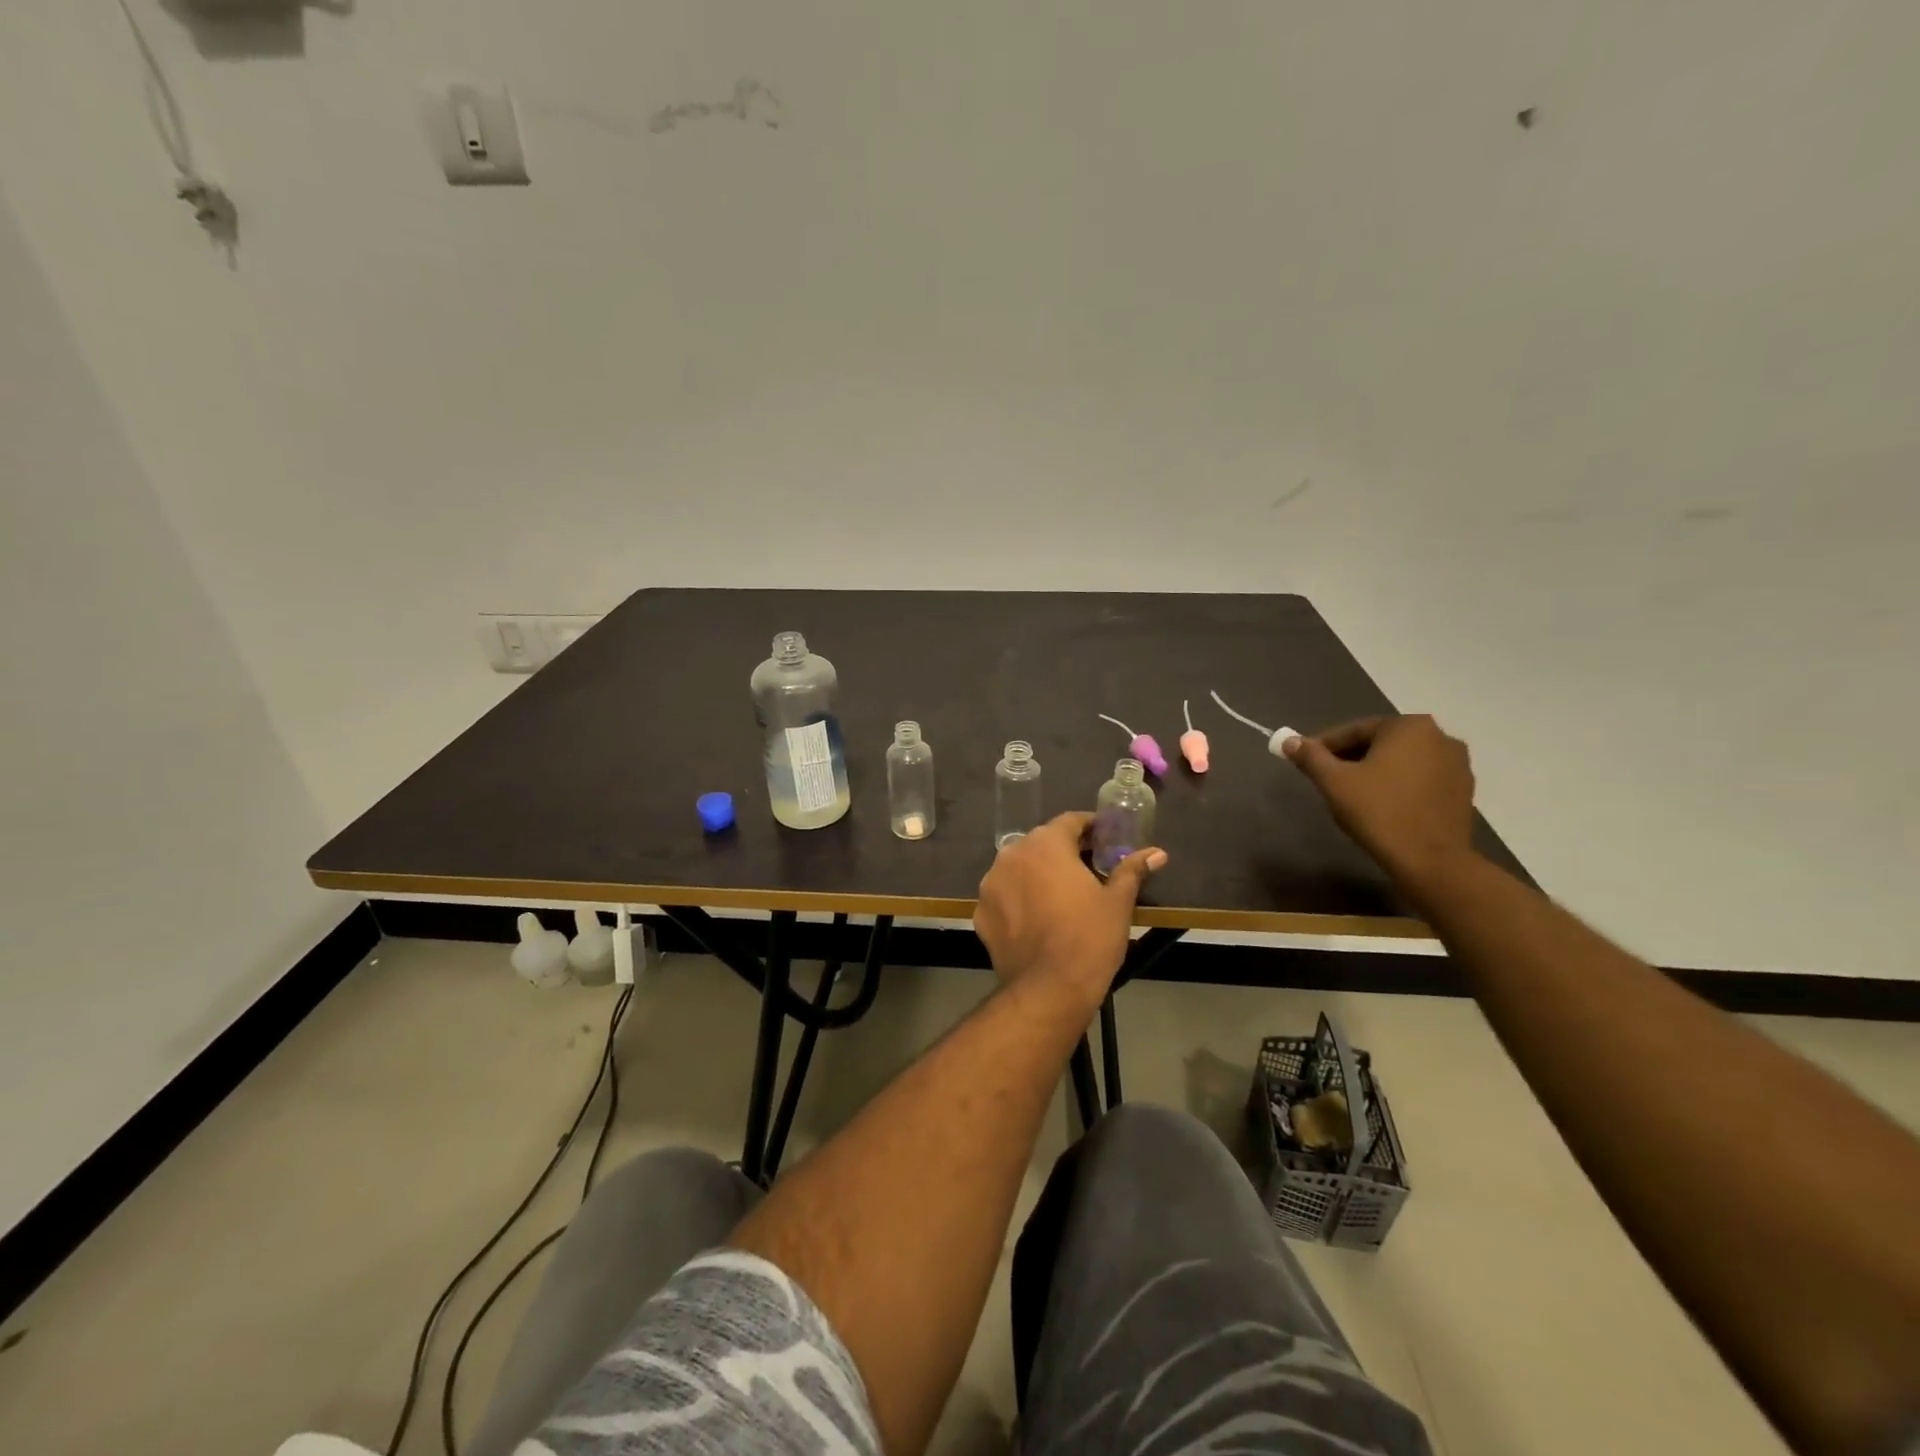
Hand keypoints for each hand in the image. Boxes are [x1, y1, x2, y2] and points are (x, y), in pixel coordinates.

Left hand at [974, 812, 1166, 1013]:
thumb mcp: (1118, 902)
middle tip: (1088, 870)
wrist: (1049, 989)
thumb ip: (1132, 870)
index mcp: (1045, 844)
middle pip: (1041, 844)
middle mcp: (1011, 855)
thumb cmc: (1090, 938)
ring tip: (1060, 896)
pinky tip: (1037, 920)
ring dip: (1038, 875)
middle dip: (1063, 852)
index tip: (1105, 839)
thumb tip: (1157, 853)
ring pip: (1019, 869)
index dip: (1090, 827)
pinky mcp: (981, 914)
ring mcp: (990, 885)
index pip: (1069, 821)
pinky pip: (1004, 897)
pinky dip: (1019, 901)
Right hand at [1283, 715, 1476, 881]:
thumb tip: (1290, 741)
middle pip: (1380, 743)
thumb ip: (1310, 757)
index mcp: (1408, 727)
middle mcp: (1440, 736)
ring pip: (1402, 761)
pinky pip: (1420, 778)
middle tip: (1326, 779)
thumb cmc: (1379, 812)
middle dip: (1351, 758)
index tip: (1305, 761)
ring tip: (1353, 794)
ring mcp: (1457, 764)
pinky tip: (1383, 805)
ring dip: (1375, 771)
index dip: (1324, 746)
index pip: (1354, 730)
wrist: (1431, 861)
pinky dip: (1399, 785)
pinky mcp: (1463, 790)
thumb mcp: (1334, 782)